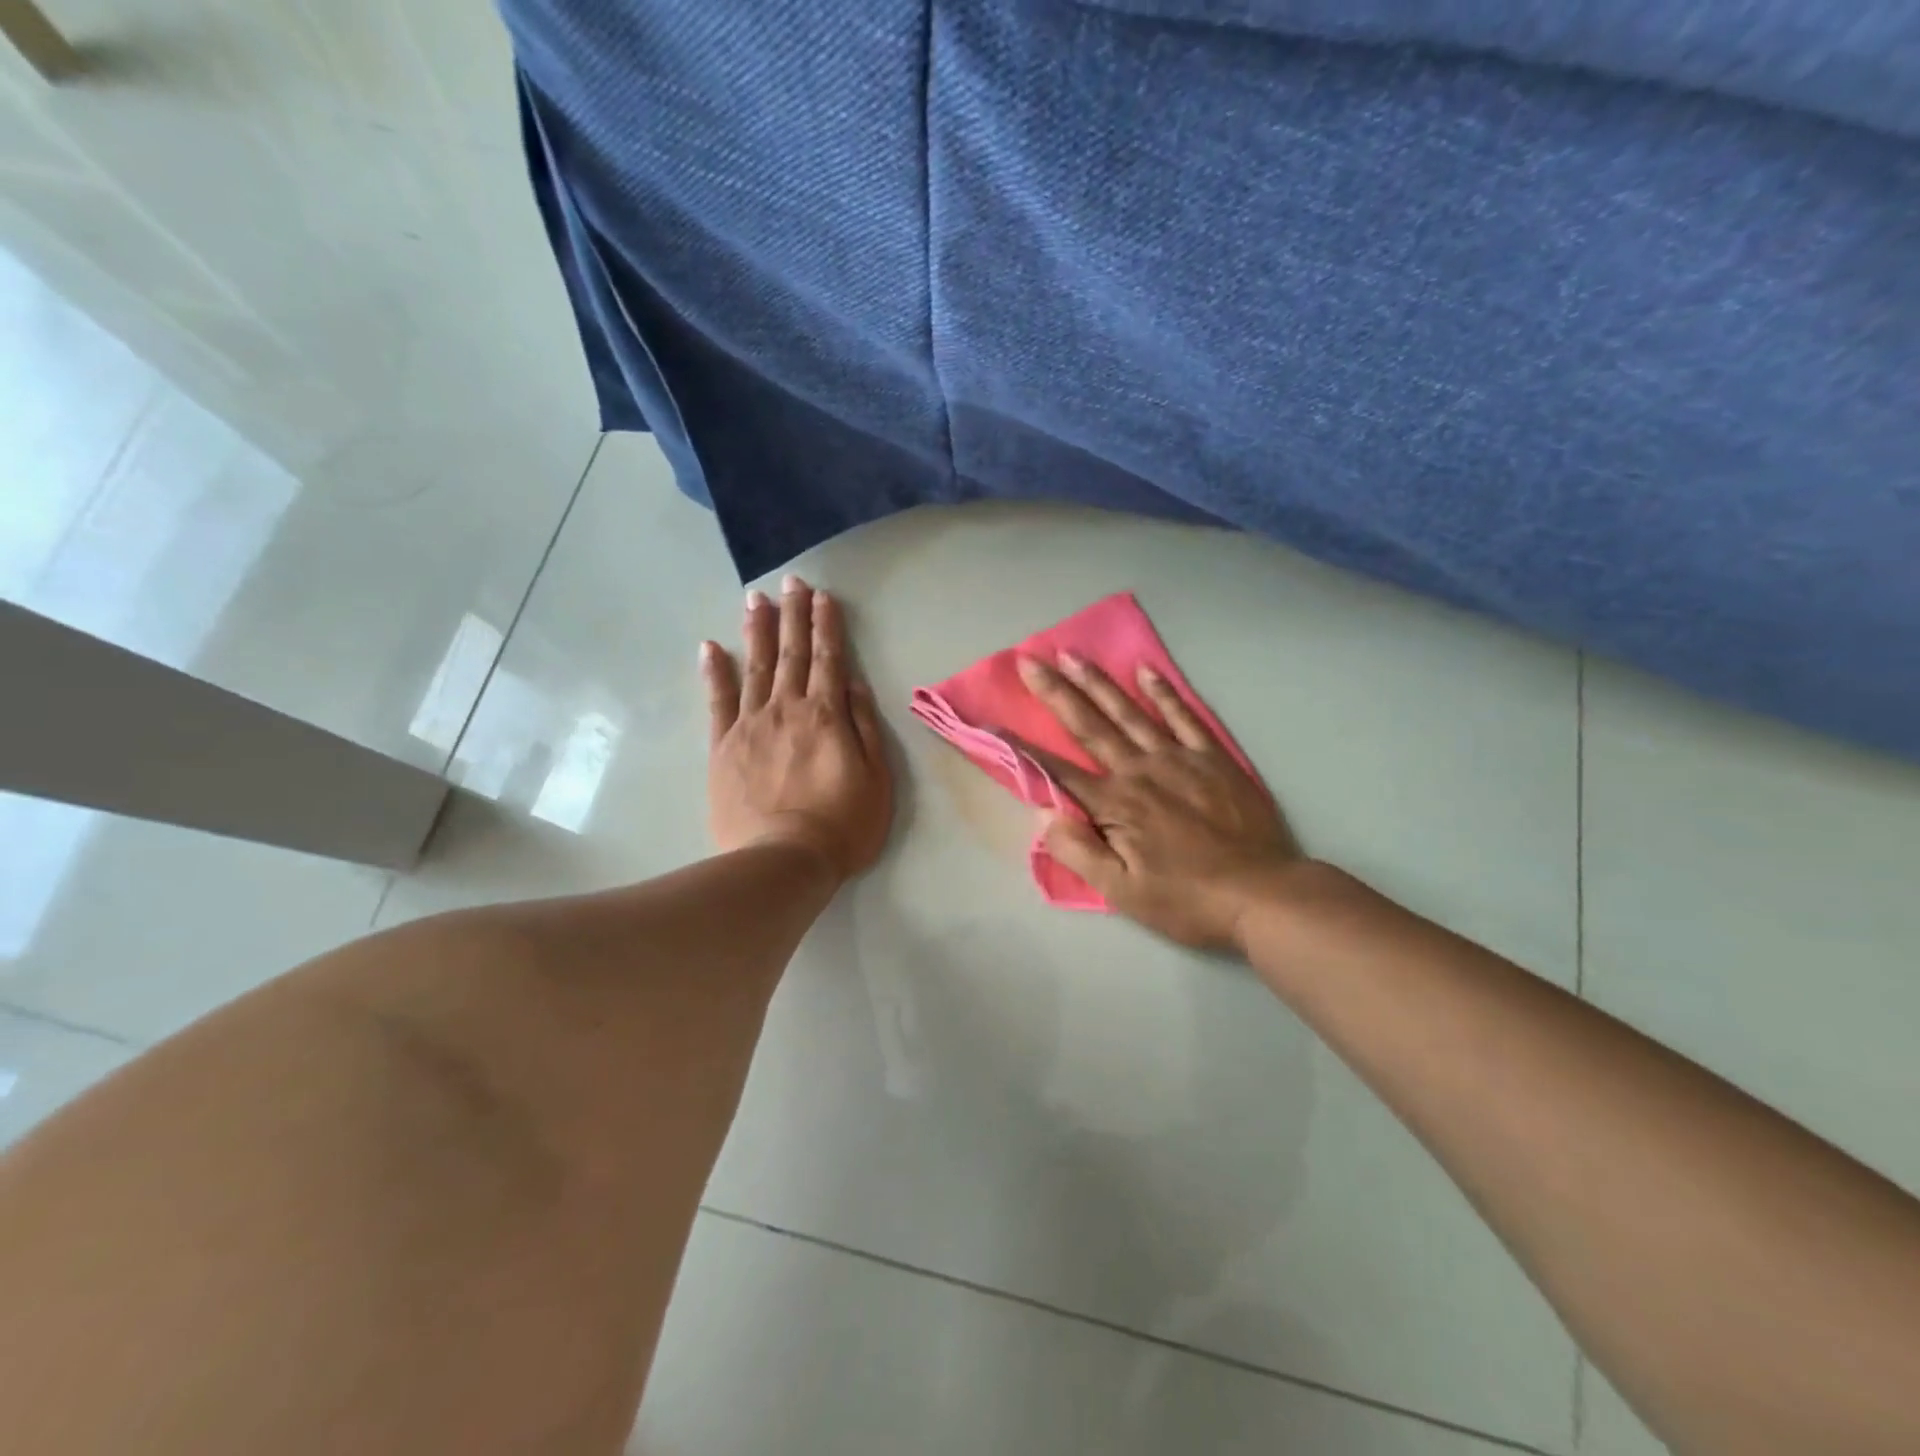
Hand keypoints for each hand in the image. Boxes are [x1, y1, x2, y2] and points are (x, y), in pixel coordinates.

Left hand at [703, 575, 892, 880]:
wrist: (783, 861)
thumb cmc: (842, 825)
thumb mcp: (877, 778)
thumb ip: (864, 726)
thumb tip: (854, 682)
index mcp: (827, 715)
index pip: (828, 658)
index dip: (826, 625)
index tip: (823, 595)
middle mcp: (787, 709)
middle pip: (791, 653)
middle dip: (792, 615)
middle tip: (791, 581)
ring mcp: (750, 725)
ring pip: (755, 666)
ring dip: (757, 630)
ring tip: (756, 598)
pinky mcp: (723, 747)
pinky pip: (718, 700)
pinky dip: (714, 671)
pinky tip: (710, 646)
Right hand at [1015, 653, 1298, 950]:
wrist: (1263, 894)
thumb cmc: (1186, 900)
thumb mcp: (1122, 893)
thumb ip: (1078, 851)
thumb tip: (1044, 813)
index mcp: (1116, 805)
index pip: (1057, 771)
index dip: (1022, 749)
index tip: (993, 723)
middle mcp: (1140, 770)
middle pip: (1090, 726)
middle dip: (1056, 692)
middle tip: (1029, 660)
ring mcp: (1179, 758)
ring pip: (1130, 712)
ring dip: (1098, 682)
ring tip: (1072, 654)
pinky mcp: (1213, 758)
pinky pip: (1185, 716)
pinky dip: (1164, 693)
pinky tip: (1146, 671)